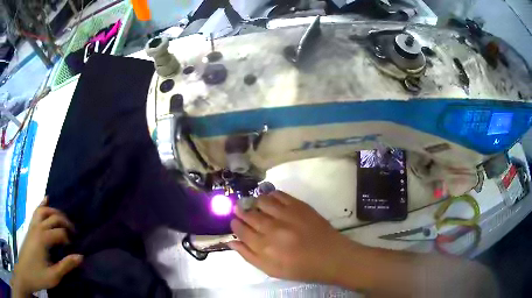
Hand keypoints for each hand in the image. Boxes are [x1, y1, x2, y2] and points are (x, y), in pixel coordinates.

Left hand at [11, 197, 82, 296]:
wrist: (26, 269)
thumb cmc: (38, 275)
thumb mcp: (53, 275)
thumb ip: (65, 266)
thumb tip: (80, 256)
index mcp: (43, 238)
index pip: (59, 232)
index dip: (68, 239)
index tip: (73, 248)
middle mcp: (37, 227)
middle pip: (52, 217)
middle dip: (64, 221)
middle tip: (73, 231)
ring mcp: (32, 226)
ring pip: (43, 210)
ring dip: (54, 211)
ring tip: (63, 218)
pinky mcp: (30, 228)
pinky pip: (36, 212)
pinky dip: (42, 205)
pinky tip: (46, 199)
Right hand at [228, 191, 359, 282]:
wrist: (329, 257)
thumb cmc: (300, 268)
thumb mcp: (271, 270)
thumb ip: (249, 256)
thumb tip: (231, 242)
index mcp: (263, 247)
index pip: (240, 230)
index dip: (235, 224)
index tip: (234, 222)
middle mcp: (271, 229)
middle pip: (248, 214)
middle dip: (241, 211)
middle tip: (240, 210)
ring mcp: (286, 215)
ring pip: (261, 201)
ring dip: (254, 202)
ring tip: (255, 205)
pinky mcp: (298, 206)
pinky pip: (279, 194)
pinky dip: (271, 195)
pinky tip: (270, 200)